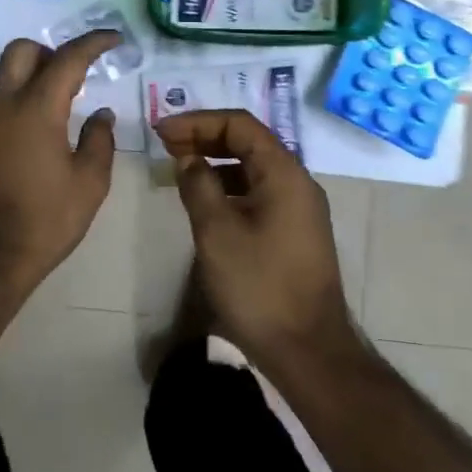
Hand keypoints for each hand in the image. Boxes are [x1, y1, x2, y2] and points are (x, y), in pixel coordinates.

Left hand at [0, 30, 119, 296]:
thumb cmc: (46, 220)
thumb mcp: (89, 182)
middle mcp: (3, 103)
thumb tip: (100, 114)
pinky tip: (34, 129)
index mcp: (36, 107)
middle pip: (22, 51)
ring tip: (57, 100)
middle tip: (75, 72)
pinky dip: (16, 98)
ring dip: (30, 74)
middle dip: (51, 51)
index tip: (113, 39)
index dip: (93, 43)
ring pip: (3, 75)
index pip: (68, 58)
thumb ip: (99, 139)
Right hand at [155, 109, 360, 373]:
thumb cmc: (259, 286)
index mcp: (283, 172)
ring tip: (180, 167)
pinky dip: (230, 185)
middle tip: (166, 144)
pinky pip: (259, 190)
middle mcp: (297, 181)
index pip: (239, 124)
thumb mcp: (217, 232)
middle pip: (248, 141)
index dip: (197, 121)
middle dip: (205, 137)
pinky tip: (206, 199)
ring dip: (216, 160)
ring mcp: (300, 207)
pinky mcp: (295, 230)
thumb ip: (198, 185)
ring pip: (253, 167)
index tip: (162, 131)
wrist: (309, 350)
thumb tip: (188, 158)